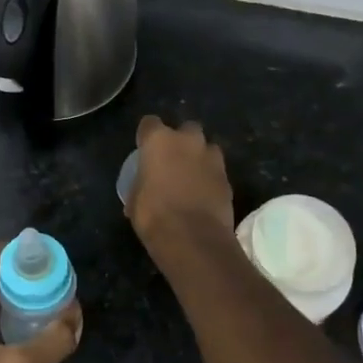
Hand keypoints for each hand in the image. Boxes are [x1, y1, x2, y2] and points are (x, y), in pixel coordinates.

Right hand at [128, 115, 235, 251]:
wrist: (193, 239)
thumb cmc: (154, 216)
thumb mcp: (135, 200)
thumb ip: (140, 185)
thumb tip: (142, 191)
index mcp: (159, 141)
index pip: (149, 123)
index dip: (147, 136)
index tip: (144, 149)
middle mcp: (188, 141)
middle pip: (186, 129)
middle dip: (181, 140)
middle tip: (173, 160)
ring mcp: (212, 158)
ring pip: (207, 148)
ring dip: (200, 157)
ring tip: (192, 177)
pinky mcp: (228, 178)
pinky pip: (217, 171)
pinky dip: (211, 179)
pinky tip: (204, 195)